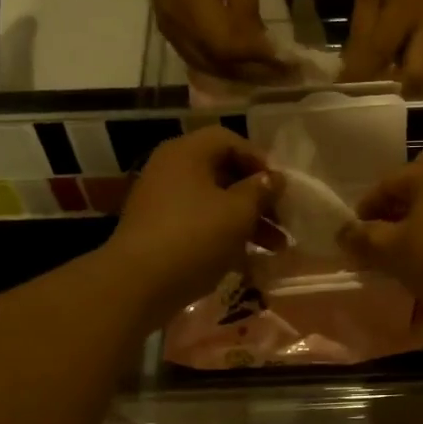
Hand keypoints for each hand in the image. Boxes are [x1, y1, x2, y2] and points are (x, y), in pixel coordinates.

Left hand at [105, 125, 279, 324]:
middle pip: (223, 173)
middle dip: (258, 198)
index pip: (229, 140)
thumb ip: (261, 191)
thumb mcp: (238, 212)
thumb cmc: (194, 237)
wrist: (138, 283)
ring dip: (247, 221)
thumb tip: (274, 179)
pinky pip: (199, 225)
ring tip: (276, 248)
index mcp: (187, 153)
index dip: (259, 160)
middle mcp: (171, 170)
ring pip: (214, 203)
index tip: (281, 188)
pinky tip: (247, 260)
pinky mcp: (158, 231)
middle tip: (284, 222)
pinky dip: (224, 236)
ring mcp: (162, 201)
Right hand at [132, 0, 287, 83]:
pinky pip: (195, 59)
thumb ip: (249, 11)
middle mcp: (178, 24)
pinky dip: (219, 68)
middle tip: (283, 78)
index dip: (260, 60)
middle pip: (218, 64)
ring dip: (237, 76)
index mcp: (195, 4)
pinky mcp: (166, 27)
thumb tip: (264, 48)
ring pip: (206, 67)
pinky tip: (239, 69)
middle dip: (253, 74)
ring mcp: (168, 28)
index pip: (231, 48)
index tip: (288, 65)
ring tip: (265, 77)